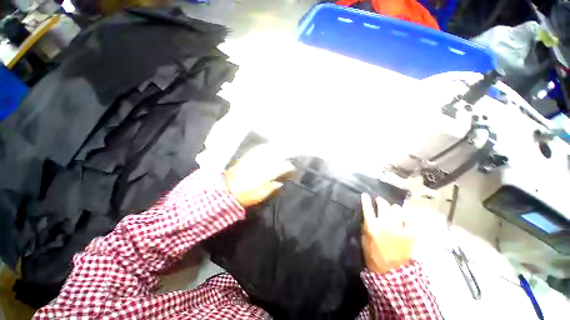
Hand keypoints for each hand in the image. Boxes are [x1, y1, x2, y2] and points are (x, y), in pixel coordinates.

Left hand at [224, 147, 294, 207]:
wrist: (224, 191)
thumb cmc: (244, 197)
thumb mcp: (259, 196)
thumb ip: (271, 188)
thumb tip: (280, 182)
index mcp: (263, 175)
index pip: (279, 168)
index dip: (287, 167)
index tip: (292, 167)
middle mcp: (259, 165)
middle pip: (274, 158)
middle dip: (284, 156)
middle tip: (290, 155)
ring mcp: (252, 160)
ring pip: (267, 152)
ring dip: (276, 150)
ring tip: (282, 149)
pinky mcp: (245, 158)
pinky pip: (257, 150)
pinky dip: (264, 148)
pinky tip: (268, 147)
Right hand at [361, 193, 413, 273]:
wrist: (391, 272)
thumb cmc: (373, 256)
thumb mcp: (364, 240)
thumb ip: (366, 227)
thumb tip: (367, 217)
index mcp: (372, 226)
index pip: (367, 208)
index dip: (365, 200)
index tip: (365, 195)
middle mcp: (385, 224)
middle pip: (383, 205)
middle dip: (380, 200)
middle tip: (379, 200)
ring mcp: (399, 228)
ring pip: (397, 210)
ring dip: (393, 207)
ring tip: (393, 208)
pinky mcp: (410, 234)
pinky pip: (410, 220)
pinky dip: (407, 216)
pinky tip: (404, 216)